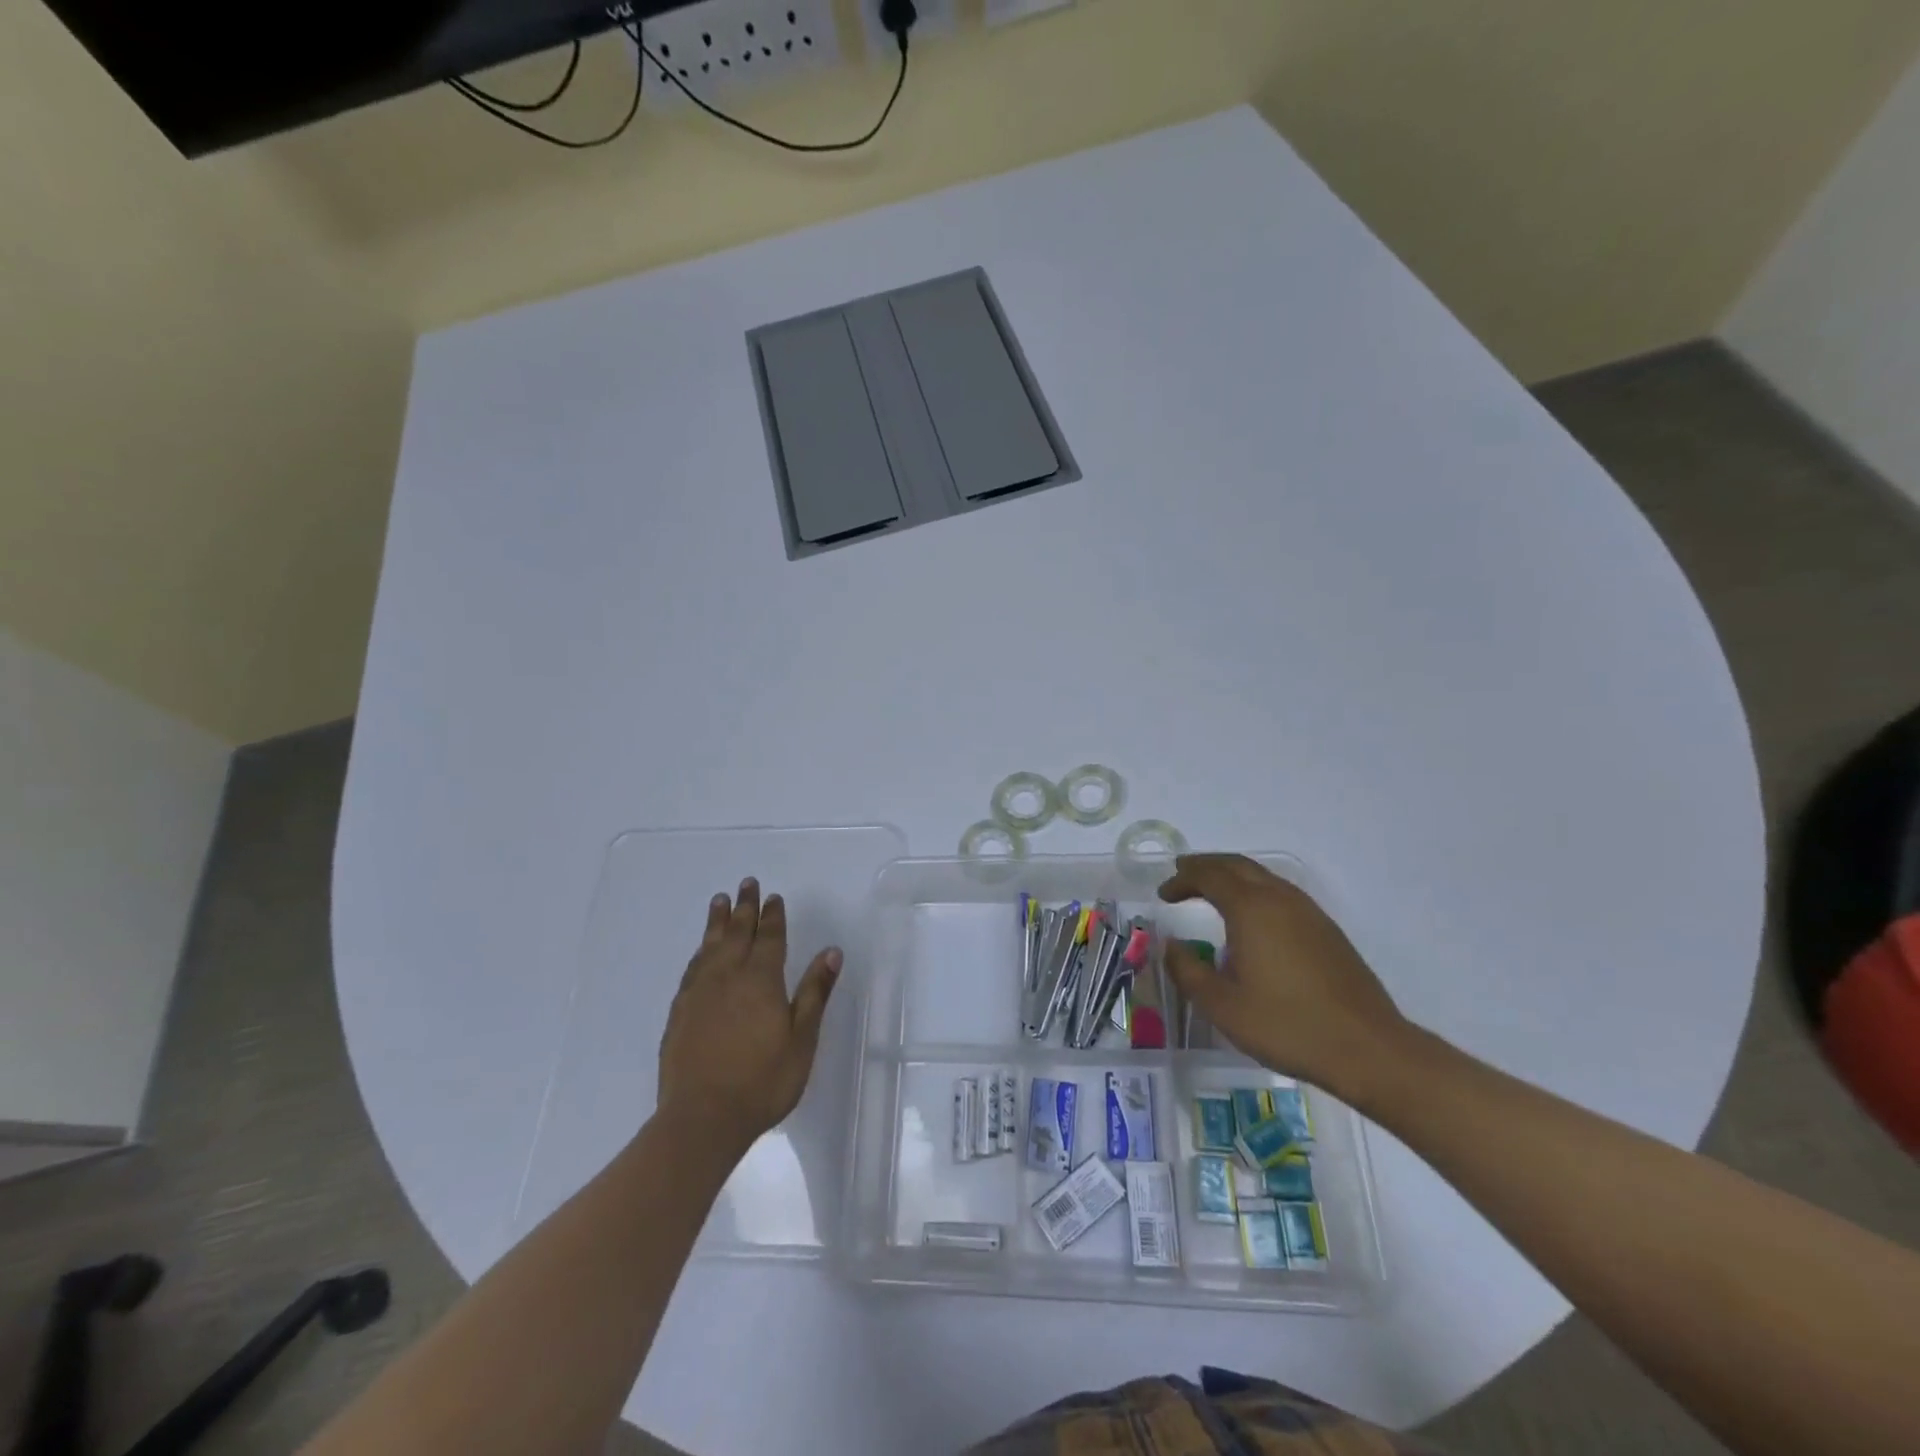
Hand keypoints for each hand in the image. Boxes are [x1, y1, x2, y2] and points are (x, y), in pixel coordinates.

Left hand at [657, 878, 840, 1153]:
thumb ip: (814, 992)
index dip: (773, 916)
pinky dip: (699, 952)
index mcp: (761, 980)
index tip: (774, 897)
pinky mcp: (679, 1013)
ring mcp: (699, 994)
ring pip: (709, 946)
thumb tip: (831, 951)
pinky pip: (691, 969)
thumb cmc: (763, 1081)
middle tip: (746, 883)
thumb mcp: (802, 1038)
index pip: (769, 938)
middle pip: (737, 933)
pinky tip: (700, 953)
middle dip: (744, 907)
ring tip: (719, 901)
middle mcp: (728, 977)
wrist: (702, 1119)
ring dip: (717, 922)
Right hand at [1158, 854, 1406, 1096]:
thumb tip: (1170, 945)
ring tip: (1212, 891)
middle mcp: (1280, 899)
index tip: (1164, 893)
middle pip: (1237, 865)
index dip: (1182, 879)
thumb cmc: (1286, 1025)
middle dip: (1206, 866)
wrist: (1368, 1049)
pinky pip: (1281, 893)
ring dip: (1232, 876)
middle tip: (1182, 874)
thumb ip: (1187, 970)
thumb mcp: (1222, 1006)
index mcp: (1251, 909)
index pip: (1209, 876)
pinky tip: (1252, 919)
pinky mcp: (1327, 930)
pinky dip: (1255, 891)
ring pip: (1263, 876)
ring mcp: (1308, 912)